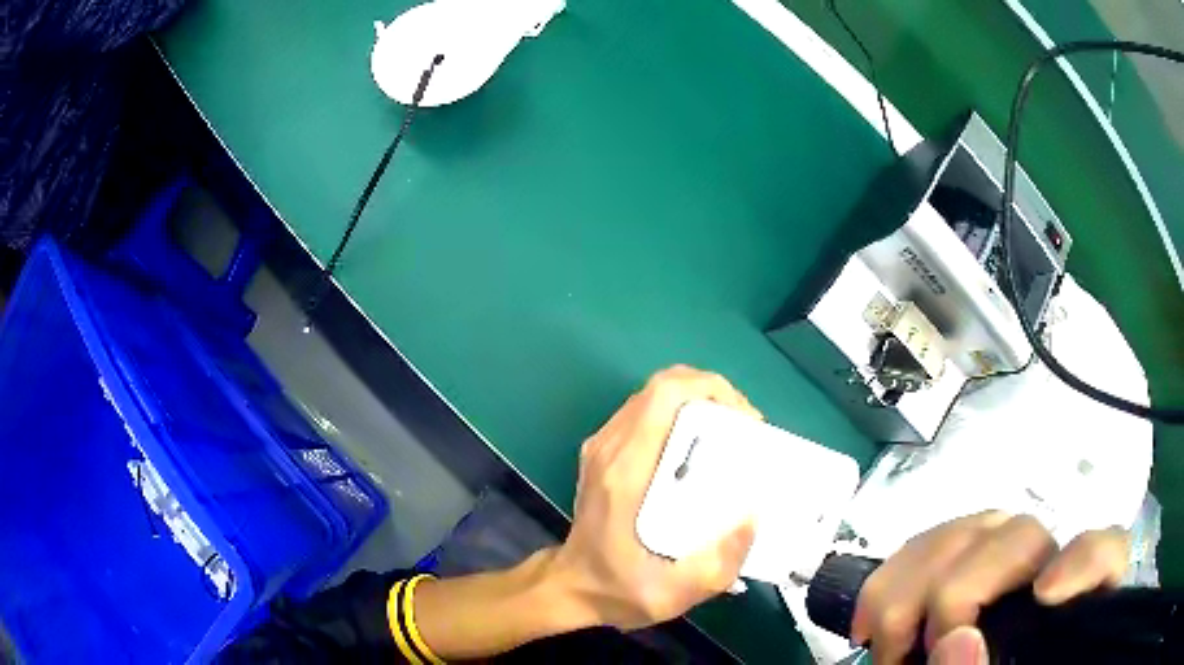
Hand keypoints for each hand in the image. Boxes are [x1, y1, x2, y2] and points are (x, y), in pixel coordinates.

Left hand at [548, 365, 760, 630]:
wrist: (571, 587)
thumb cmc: (619, 589)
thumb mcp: (673, 594)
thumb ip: (719, 563)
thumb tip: (753, 516)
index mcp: (625, 472)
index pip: (665, 396)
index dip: (712, 391)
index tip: (746, 423)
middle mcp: (610, 448)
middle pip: (662, 386)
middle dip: (714, 394)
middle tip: (745, 430)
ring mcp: (603, 446)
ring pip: (654, 396)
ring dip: (698, 403)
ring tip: (731, 435)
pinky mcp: (604, 452)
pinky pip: (646, 413)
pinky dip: (681, 415)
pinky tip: (702, 448)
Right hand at [851, 512, 1129, 663]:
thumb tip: (956, 641)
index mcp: (1068, 608)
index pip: (1104, 554)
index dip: (1083, 560)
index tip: (1044, 595)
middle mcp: (1042, 569)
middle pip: (1021, 538)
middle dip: (958, 592)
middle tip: (915, 654)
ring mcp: (1000, 559)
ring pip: (970, 528)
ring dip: (913, 585)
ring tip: (887, 648)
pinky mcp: (960, 559)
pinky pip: (927, 539)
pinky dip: (892, 579)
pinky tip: (872, 624)